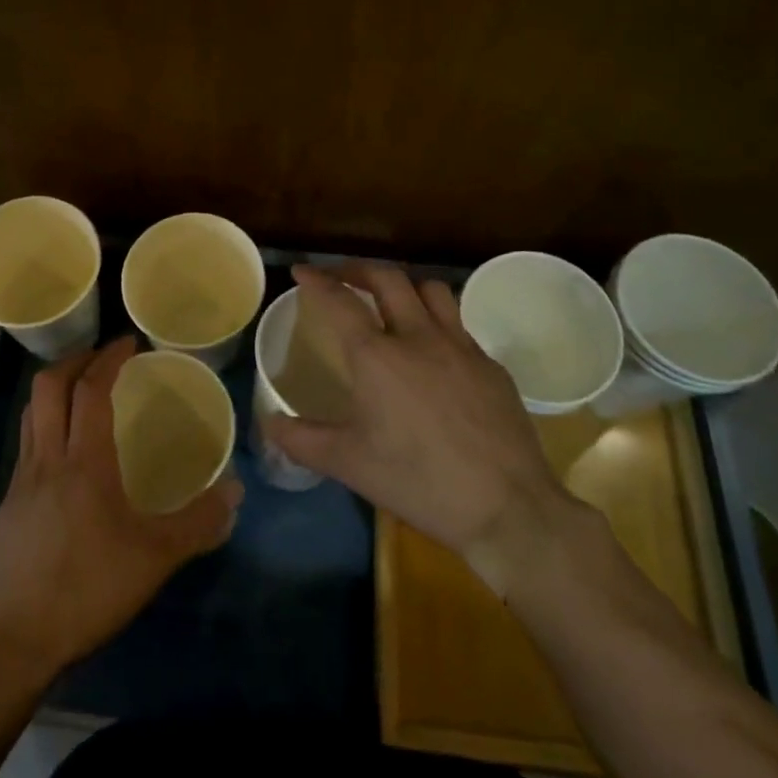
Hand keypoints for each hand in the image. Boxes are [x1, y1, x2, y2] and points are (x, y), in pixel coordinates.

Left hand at [0, 336, 242, 687]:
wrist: (14, 641)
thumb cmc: (86, 590)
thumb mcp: (154, 560)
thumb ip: (197, 523)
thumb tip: (235, 492)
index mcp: (83, 463)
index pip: (90, 390)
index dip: (108, 358)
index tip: (128, 342)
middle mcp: (46, 459)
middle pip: (48, 387)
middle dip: (75, 361)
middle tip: (104, 358)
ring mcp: (21, 481)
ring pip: (32, 413)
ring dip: (57, 390)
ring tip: (85, 393)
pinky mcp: (9, 505)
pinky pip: (28, 445)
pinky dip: (48, 426)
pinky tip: (69, 455)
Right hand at [264, 263, 577, 580]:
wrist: (508, 507)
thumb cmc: (419, 482)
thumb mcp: (350, 465)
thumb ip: (302, 440)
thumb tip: (270, 422)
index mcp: (378, 357)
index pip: (340, 301)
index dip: (317, 281)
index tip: (301, 272)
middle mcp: (419, 337)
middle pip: (388, 279)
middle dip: (358, 269)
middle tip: (341, 278)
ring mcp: (461, 347)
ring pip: (431, 290)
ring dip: (404, 286)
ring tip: (390, 300)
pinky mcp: (491, 366)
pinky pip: (459, 325)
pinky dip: (437, 322)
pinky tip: (434, 351)